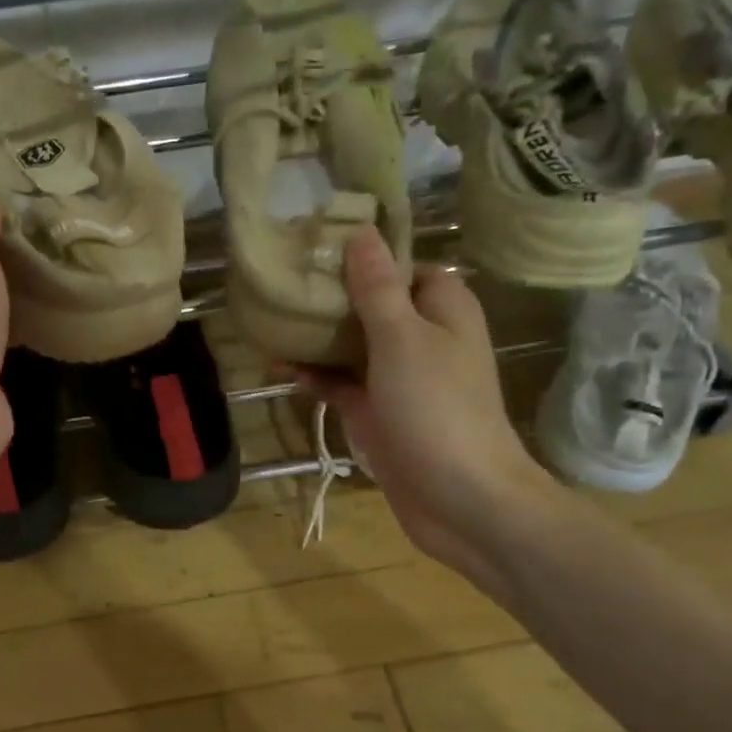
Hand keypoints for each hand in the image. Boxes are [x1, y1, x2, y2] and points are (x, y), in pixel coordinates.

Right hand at [297, 228, 557, 593]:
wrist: (459, 498)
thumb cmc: (436, 409)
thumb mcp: (402, 339)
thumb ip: (378, 288)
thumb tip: (361, 232)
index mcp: (442, 310)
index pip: (404, 266)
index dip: (367, 255)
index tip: (319, 246)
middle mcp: (423, 339)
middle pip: (373, 306)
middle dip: (333, 296)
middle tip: (285, 281)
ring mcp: (400, 380)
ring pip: (354, 347)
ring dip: (318, 338)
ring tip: (271, 321)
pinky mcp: (379, 414)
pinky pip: (343, 385)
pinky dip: (317, 377)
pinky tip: (281, 368)